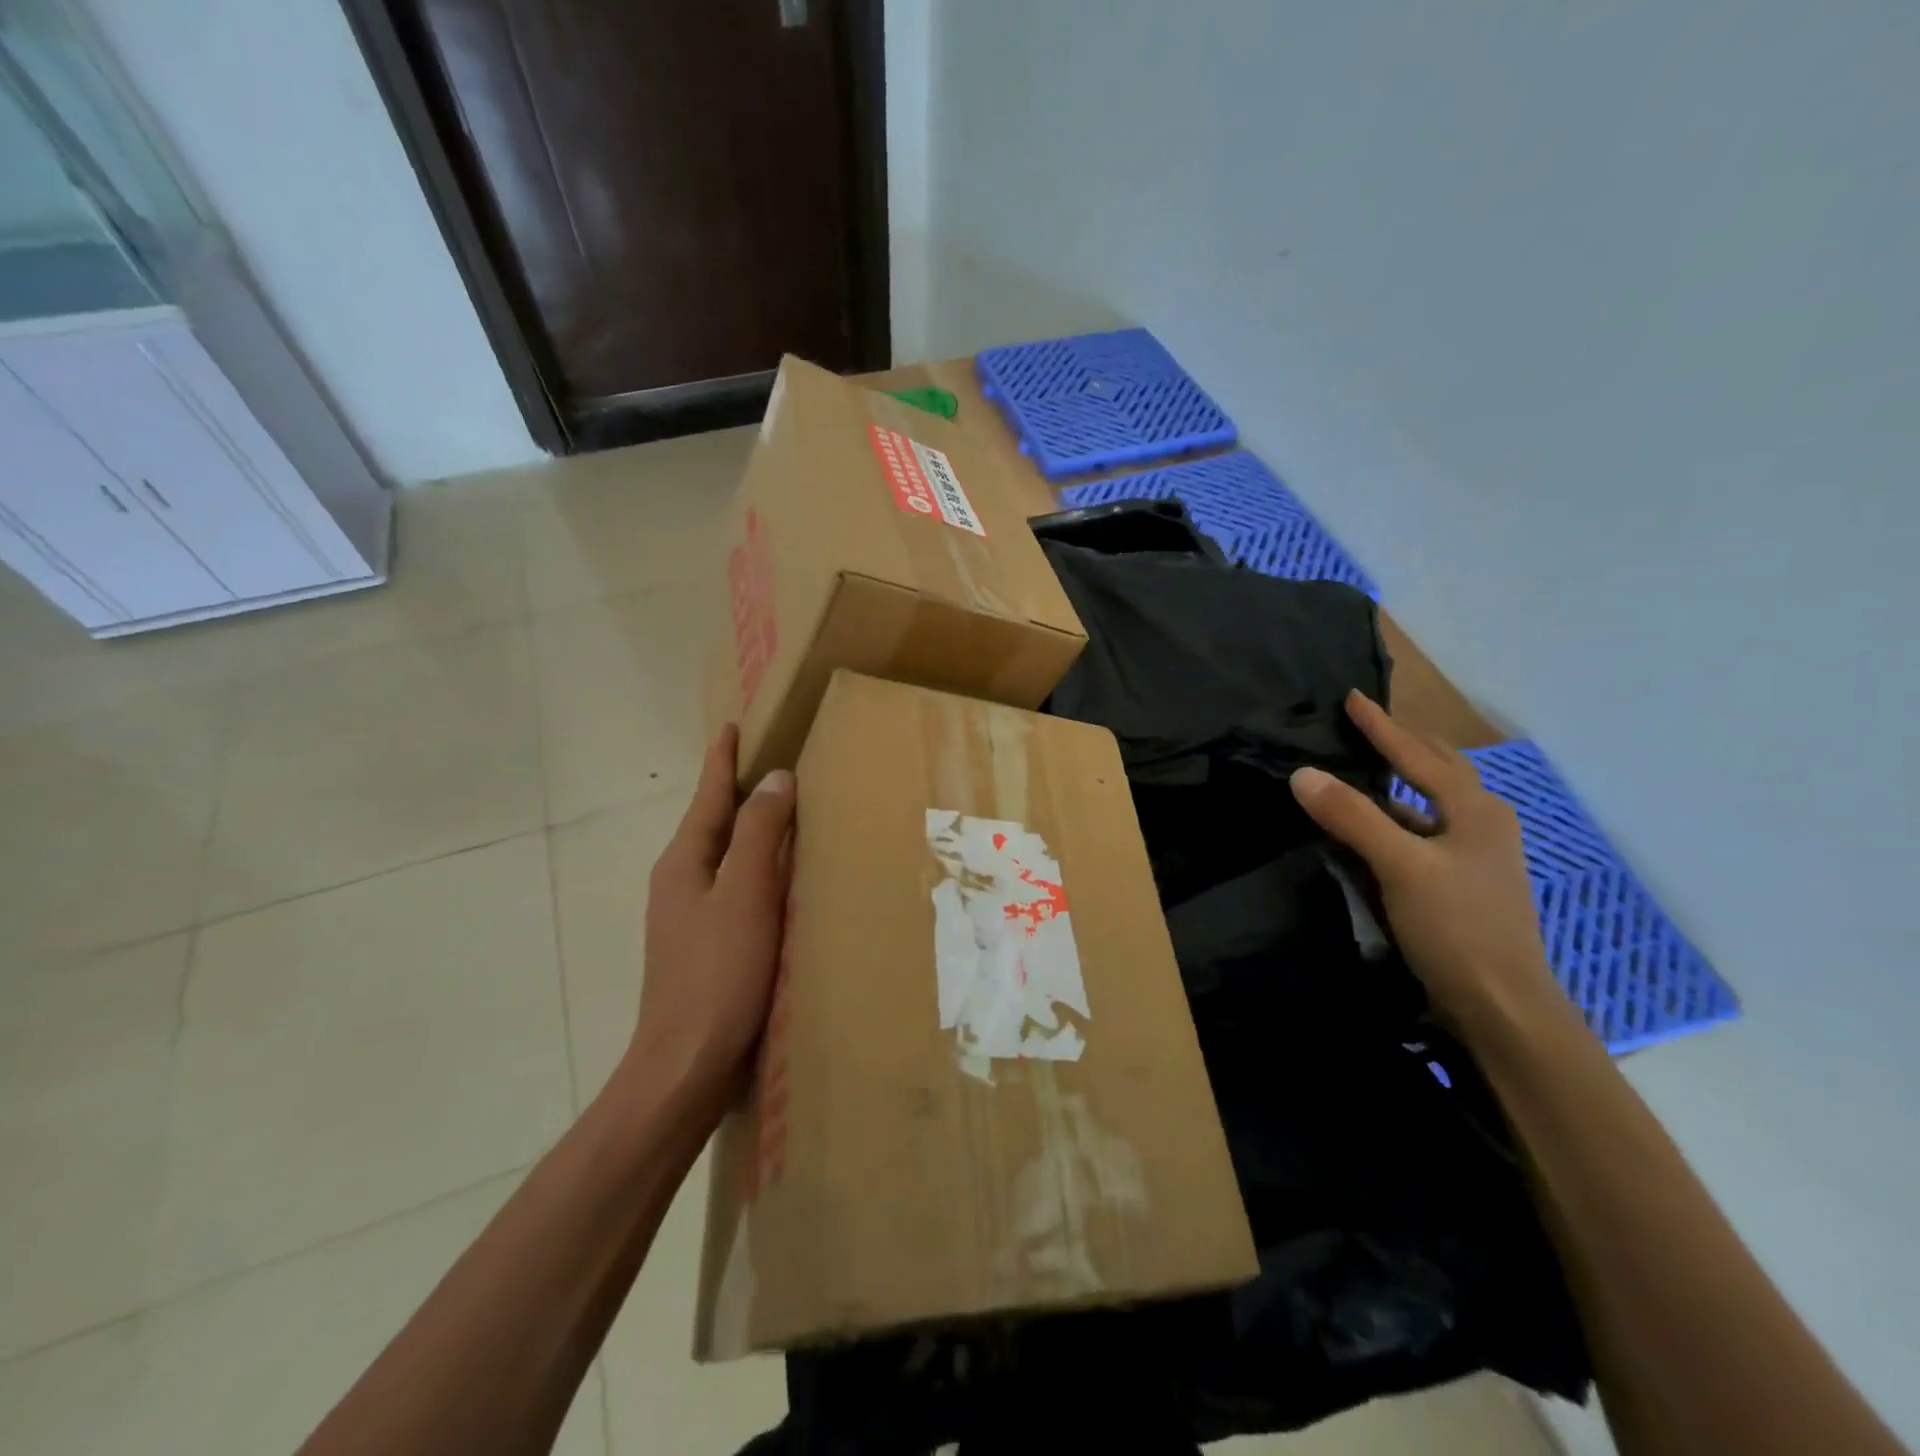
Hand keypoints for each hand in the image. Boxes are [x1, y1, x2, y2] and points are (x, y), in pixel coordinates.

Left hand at [627, 725, 795, 1111]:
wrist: (686, 1067)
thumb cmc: (718, 974)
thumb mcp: (744, 895)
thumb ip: (758, 833)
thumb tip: (775, 778)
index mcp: (684, 863)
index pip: (708, 797)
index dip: (723, 760)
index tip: (734, 725)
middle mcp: (680, 884)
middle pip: (712, 824)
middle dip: (735, 791)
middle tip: (769, 762)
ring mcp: (688, 919)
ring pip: (723, 858)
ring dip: (747, 831)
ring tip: (780, 813)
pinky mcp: (705, 948)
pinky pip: (733, 890)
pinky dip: (754, 870)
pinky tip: (777, 881)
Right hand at [1290, 691, 1564, 1039]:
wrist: (1502, 1005)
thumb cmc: (1458, 927)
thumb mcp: (1401, 866)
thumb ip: (1352, 817)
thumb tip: (1303, 773)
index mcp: (1475, 810)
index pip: (1418, 755)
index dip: (1382, 727)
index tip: (1351, 698)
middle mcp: (1482, 823)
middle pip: (1441, 770)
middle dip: (1406, 744)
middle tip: (1370, 724)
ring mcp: (1477, 856)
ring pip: (1433, 803)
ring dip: (1403, 781)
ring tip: (1369, 766)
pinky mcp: (1464, 884)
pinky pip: (1425, 832)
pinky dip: (1399, 818)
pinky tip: (1379, 826)